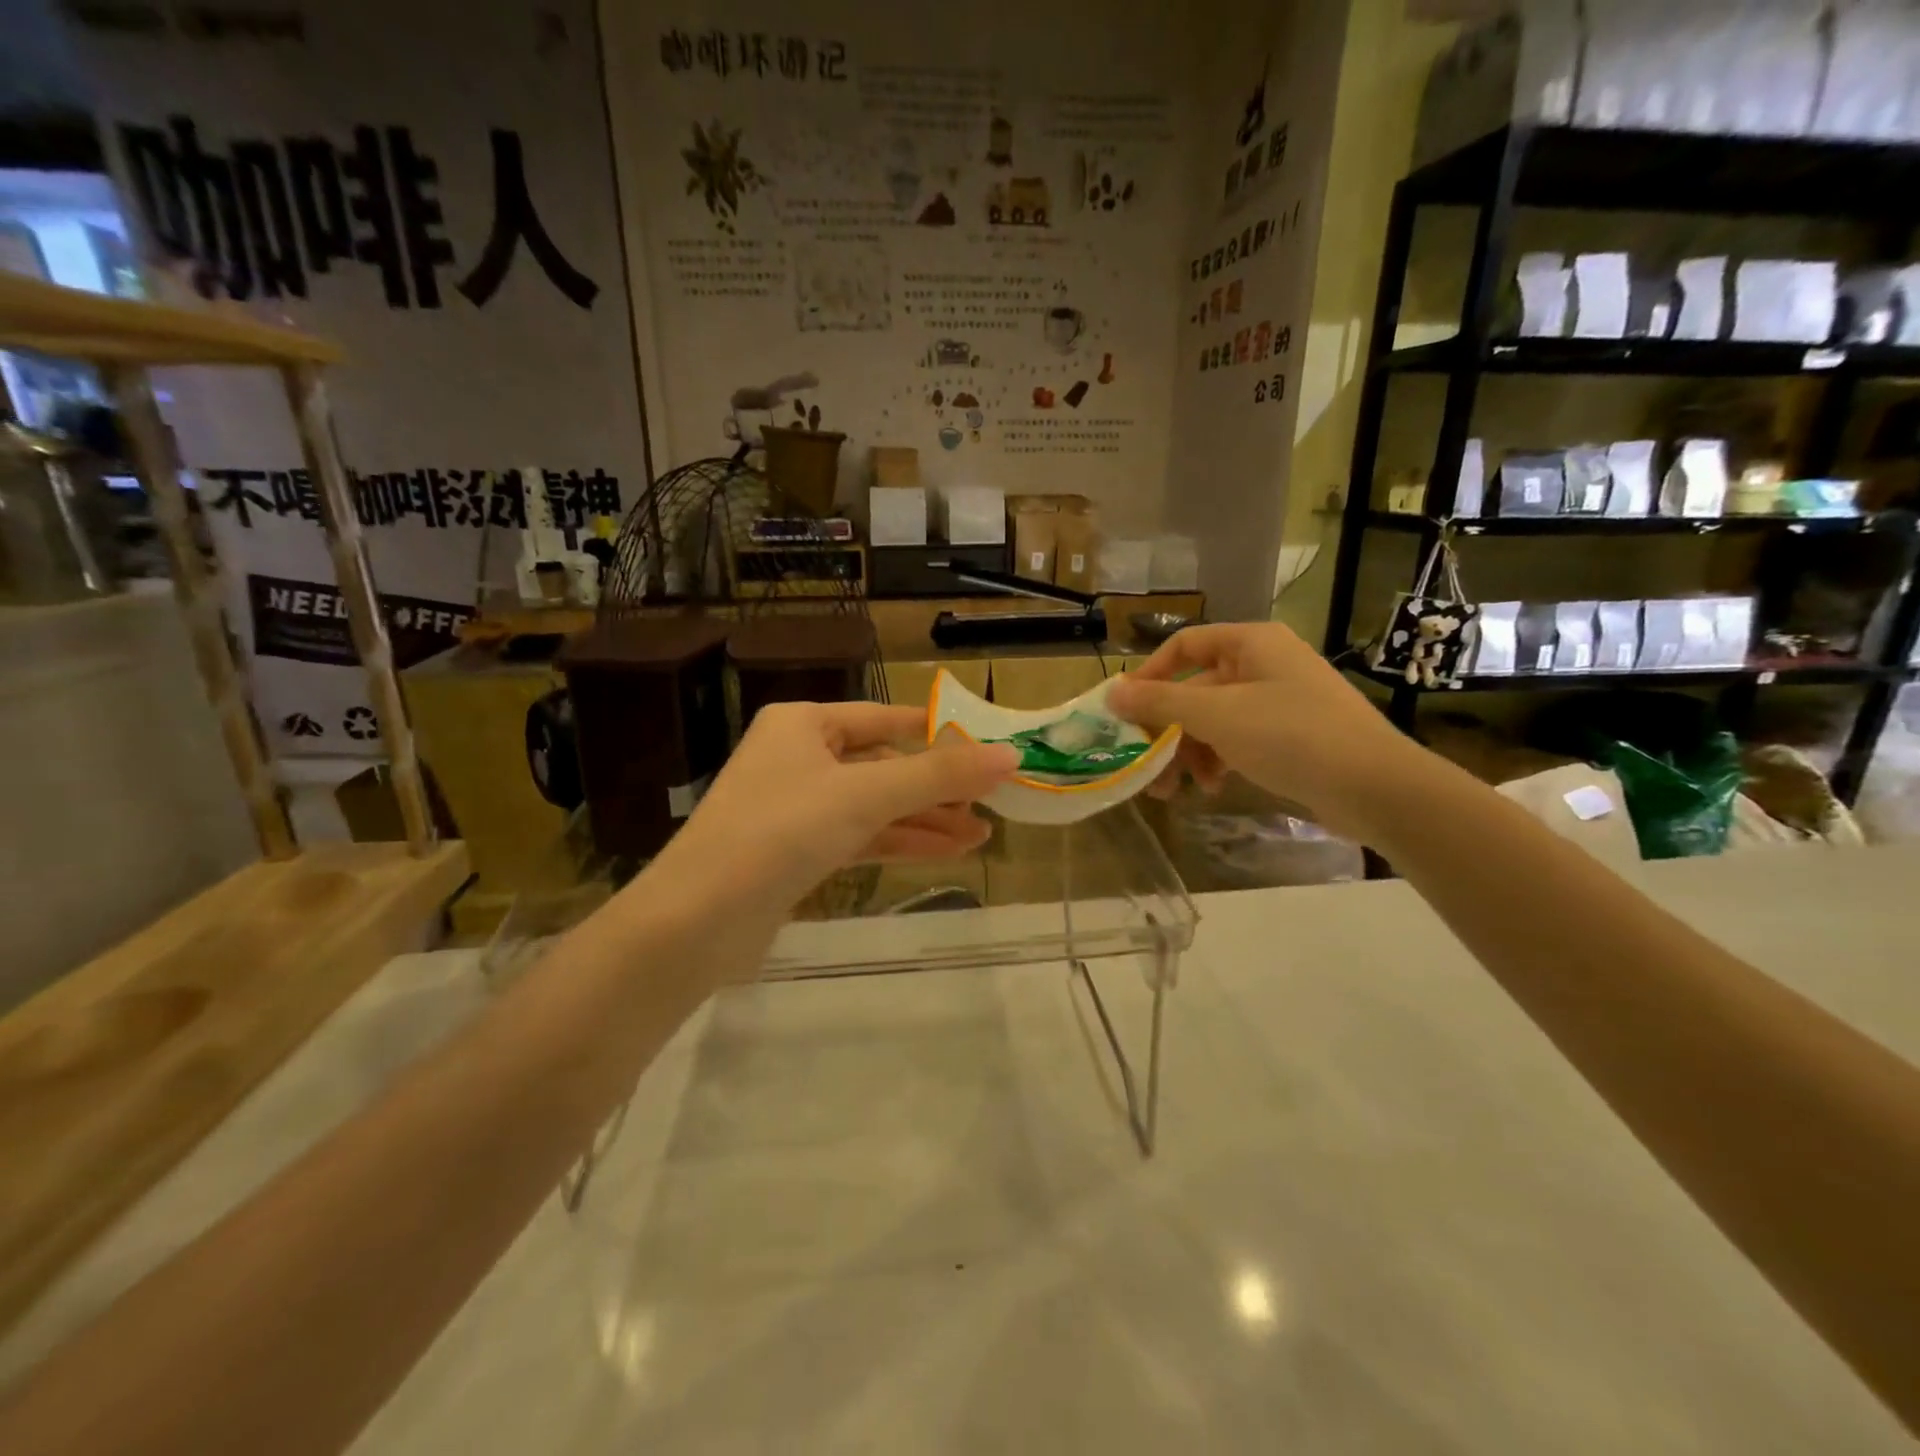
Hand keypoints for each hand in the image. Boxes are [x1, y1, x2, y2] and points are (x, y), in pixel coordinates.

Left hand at [647, 701, 1018, 913]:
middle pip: (883, 766)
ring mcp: (797, 808)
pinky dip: (900, 843)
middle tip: (992, 804)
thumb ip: (938, 776)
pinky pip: (860, 838)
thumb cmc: (780, 831)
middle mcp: (799, 758)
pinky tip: (945, 854)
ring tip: (982, 836)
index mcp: (804, 724)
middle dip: (936, 788)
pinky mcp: (797, 854)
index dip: (938, 734)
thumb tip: (1009, 755)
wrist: (697, 920)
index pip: (885, 719)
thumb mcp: (866, 794)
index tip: (986, 749)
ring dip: (925, 821)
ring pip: (875, 807)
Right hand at [1107, 623, 1423, 838]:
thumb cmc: (1290, 735)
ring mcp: (1281, 700)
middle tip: (1142, 762)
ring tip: (1171, 789)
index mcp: (1251, 643)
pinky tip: (1212, 787)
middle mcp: (1265, 664)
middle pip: (1197, 688)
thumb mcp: (1216, 715)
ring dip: (1188, 751)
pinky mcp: (1292, 734)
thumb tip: (1111, 692)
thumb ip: (1160, 702)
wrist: (1375, 786)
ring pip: (1215, 718)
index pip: (1184, 645)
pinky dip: (1219, 759)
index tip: (1124, 709)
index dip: (1149, 674)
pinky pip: (1239, 738)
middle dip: (1167, 728)